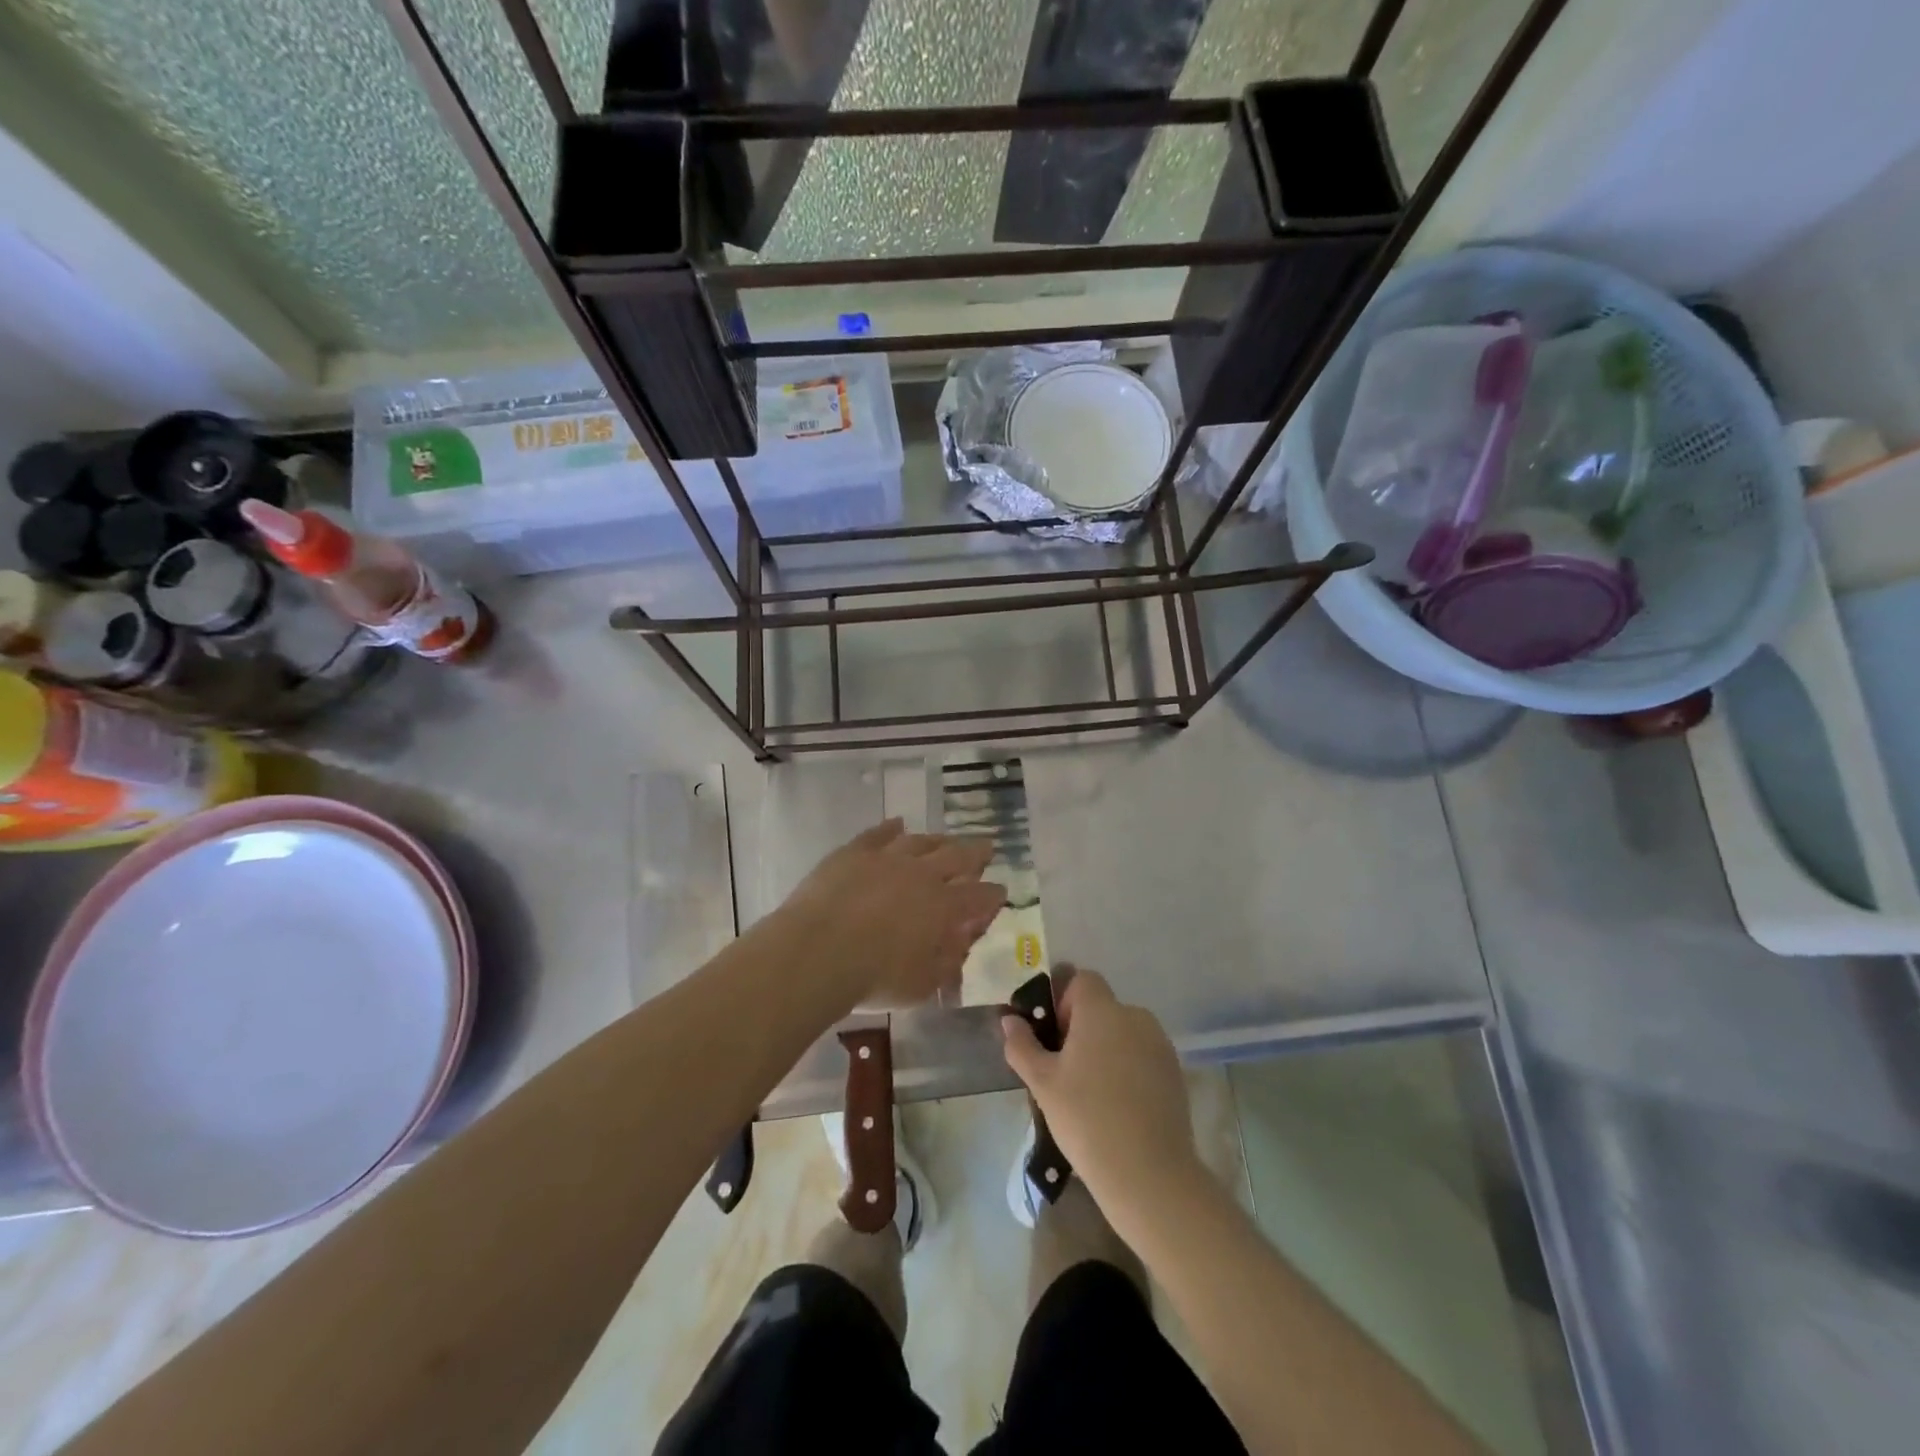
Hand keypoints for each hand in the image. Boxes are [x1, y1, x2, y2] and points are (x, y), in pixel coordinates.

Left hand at [778, 819, 1005, 1008]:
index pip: (978, 896)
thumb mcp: (922, 984)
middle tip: (986, 847)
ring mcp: (887, 858)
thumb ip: (947, 962)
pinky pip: (879, 833)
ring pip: (921, 841)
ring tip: (946, 839)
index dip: (992, 895)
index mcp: (944, 907)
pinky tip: (898, 824)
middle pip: (957, 856)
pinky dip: (891, 828)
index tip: (1000, 892)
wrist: (817, 951)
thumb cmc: (874, 978)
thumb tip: (961, 944)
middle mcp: (922, 874)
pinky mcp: (854, 852)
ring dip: (938, 840)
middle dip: (976, 852)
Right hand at [1002, 969, 1202, 1216]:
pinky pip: (1142, 1054)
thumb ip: (1022, 1045)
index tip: (1053, 1037)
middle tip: (1064, 1069)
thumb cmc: (1087, 1119)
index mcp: (1102, 1010)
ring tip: (1091, 1091)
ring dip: (1105, 1048)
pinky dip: (1128, 1067)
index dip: (1063, 1000)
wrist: (1149, 1174)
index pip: (1081, 979)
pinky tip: (1118, 1106)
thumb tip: (1010, 1020)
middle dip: (1081, 1028)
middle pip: (1102, 1007)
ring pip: (1123, 1032)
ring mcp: (1160, 1044)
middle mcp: (1135, 1016)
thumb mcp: (1042, 1083)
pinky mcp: (1175, 1072)